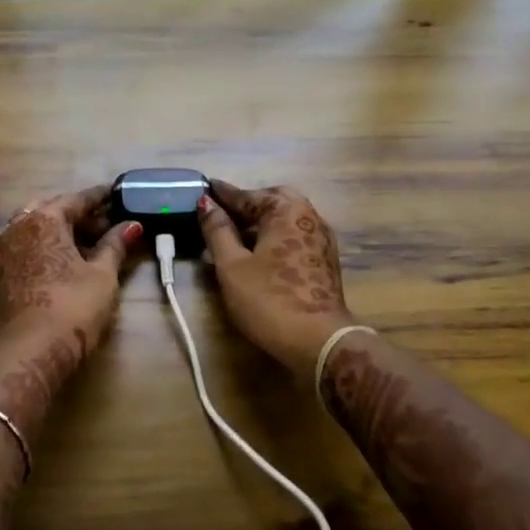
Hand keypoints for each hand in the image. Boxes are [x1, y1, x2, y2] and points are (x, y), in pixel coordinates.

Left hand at [0, 186, 140, 436]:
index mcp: (43, 219)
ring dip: (60, 233)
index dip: (101, 197)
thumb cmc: (71, 309)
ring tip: (87, 246)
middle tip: (105, 225)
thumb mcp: (102, 276)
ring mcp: (2, 252)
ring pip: (35, 231)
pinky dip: (45, 249)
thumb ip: (115, 246)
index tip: (118, 194)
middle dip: (79, 215)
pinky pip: (25, 250)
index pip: (77, 199)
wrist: (26, 355)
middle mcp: (17, 228)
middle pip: (52, 210)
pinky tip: (62, 265)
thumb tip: (132, 225)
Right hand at [199, 179, 355, 383]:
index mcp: (286, 210)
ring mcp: (321, 238)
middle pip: (273, 201)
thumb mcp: (232, 265)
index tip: (204, 188)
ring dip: (262, 222)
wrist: (317, 341)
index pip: (247, 195)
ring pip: (286, 219)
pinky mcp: (325, 260)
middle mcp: (308, 216)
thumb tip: (206, 203)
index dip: (222, 194)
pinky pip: (295, 236)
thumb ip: (217, 231)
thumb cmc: (268, 299)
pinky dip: (275, 236)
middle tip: (221, 216)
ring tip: (234, 237)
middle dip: (247, 205)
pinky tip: (259, 254)